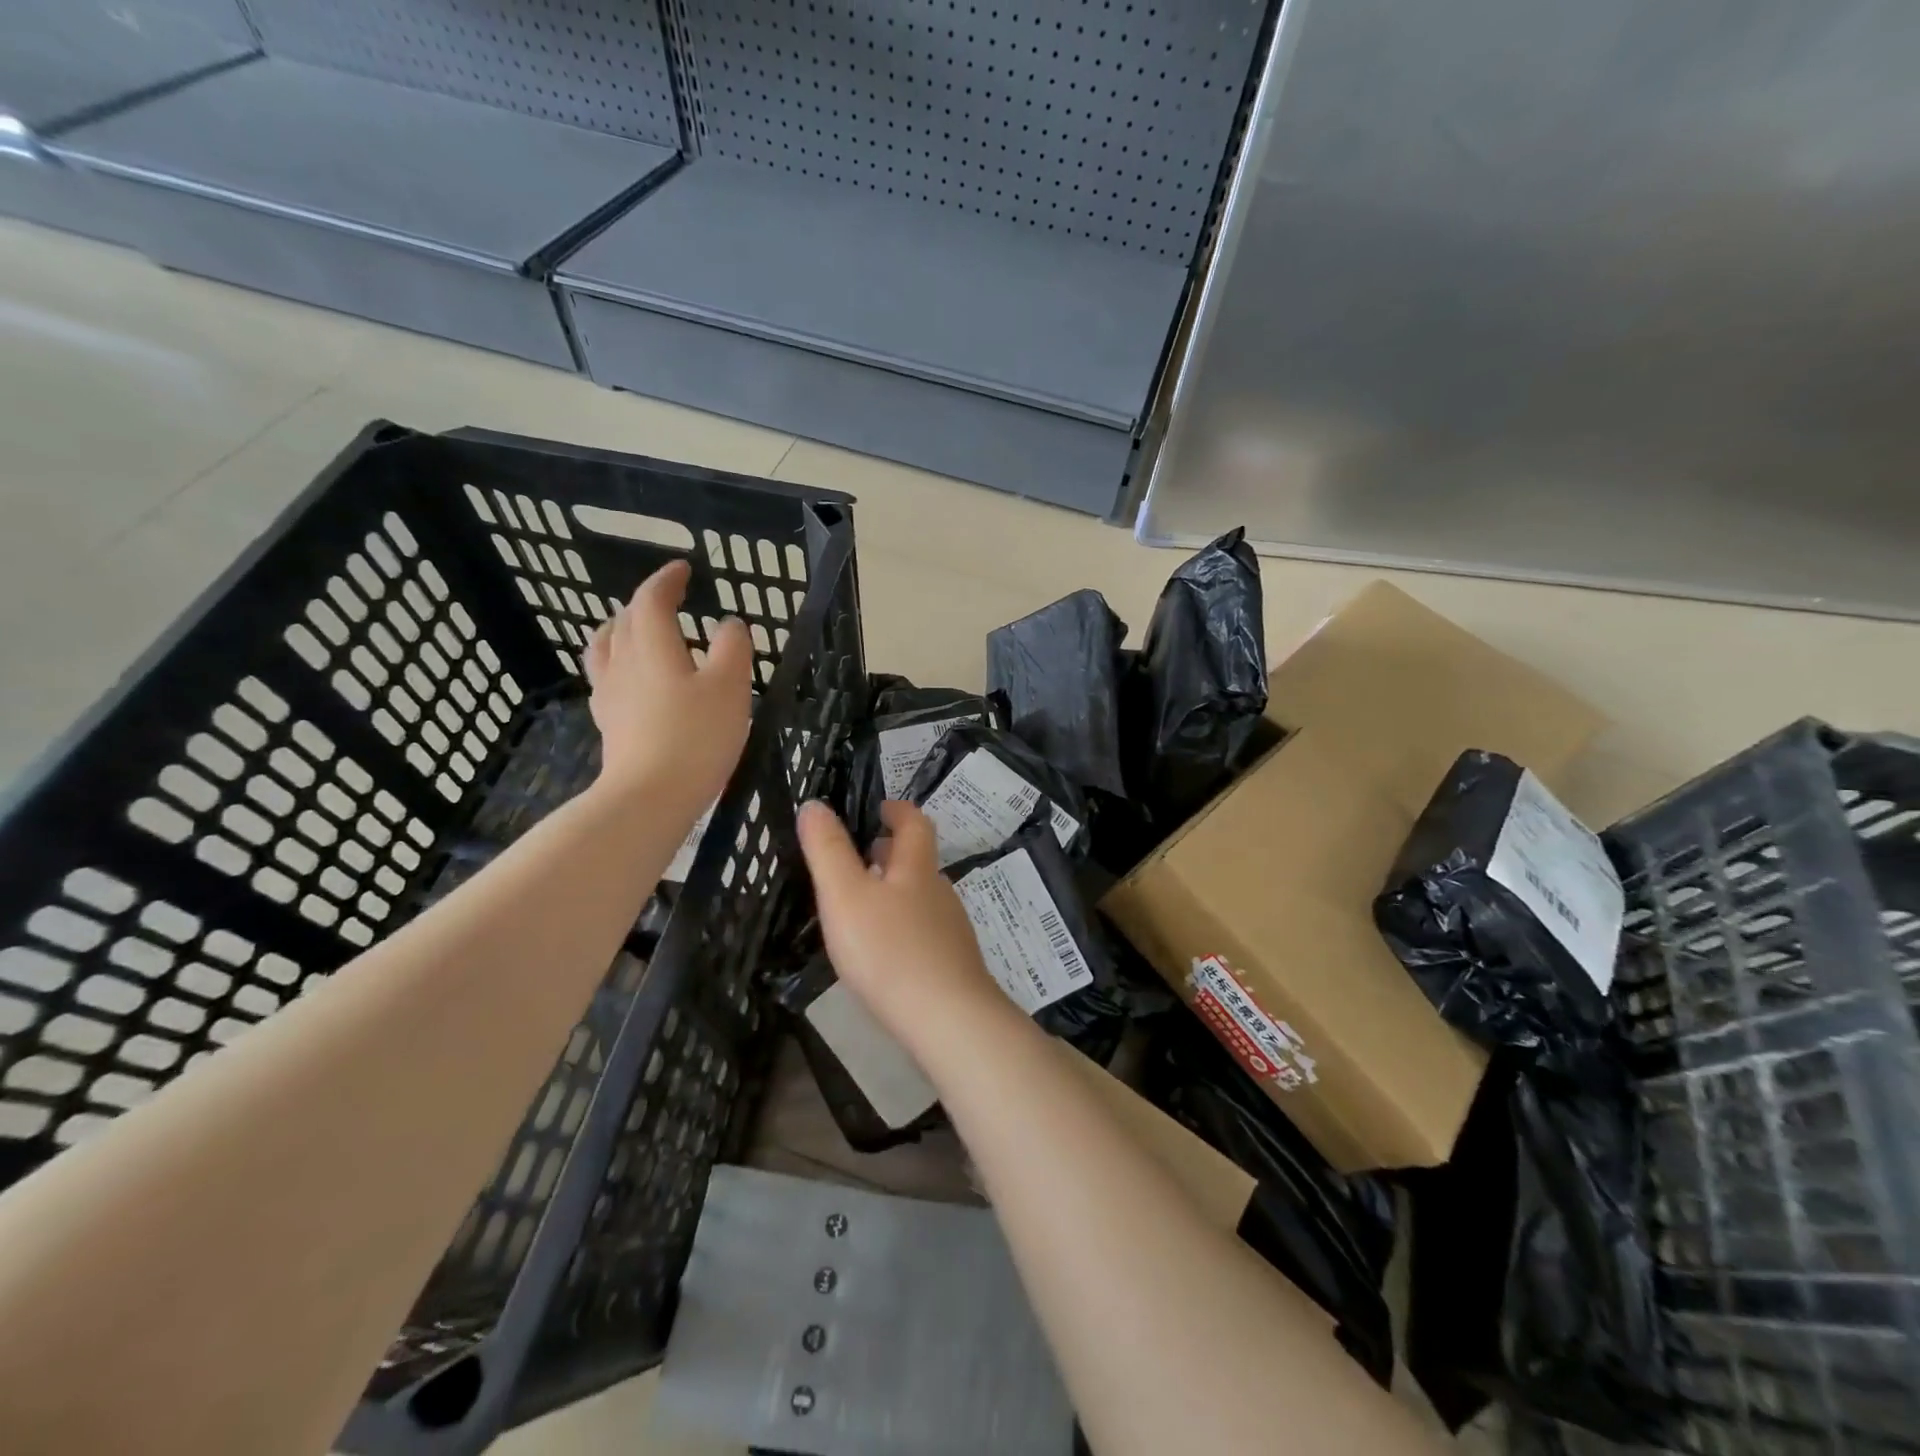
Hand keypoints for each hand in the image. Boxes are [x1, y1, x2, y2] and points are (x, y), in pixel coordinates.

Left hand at [585, 559, 752, 810]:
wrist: (650, 796)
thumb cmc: (696, 737)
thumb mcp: (730, 687)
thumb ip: (733, 648)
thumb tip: (729, 624)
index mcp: (653, 646)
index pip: (651, 599)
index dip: (666, 579)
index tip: (683, 568)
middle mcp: (624, 662)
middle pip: (625, 620)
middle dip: (646, 602)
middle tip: (668, 598)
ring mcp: (610, 694)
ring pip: (606, 647)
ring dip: (621, 629)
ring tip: (636, 629)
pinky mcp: (609, 723)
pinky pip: (606, 677)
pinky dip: (618, 663)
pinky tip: (630, 679)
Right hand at [797, 799, 1013, 1052]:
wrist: (947, 1019)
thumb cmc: (890, 950)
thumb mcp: (845, 895)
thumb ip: (828, 849)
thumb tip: (814, 804)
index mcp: (917, 867)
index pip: (914, 822)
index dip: (896, 810)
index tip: (876, 809)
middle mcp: (939, 891)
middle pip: (917, 861)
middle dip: (889, 853)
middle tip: (856, 858)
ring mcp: (950, 929)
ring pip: (919, 897)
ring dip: (893, 891)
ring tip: (860, 906)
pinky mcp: (952, 963)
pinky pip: (923, 931)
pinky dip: (901, 926)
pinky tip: (883, 952)